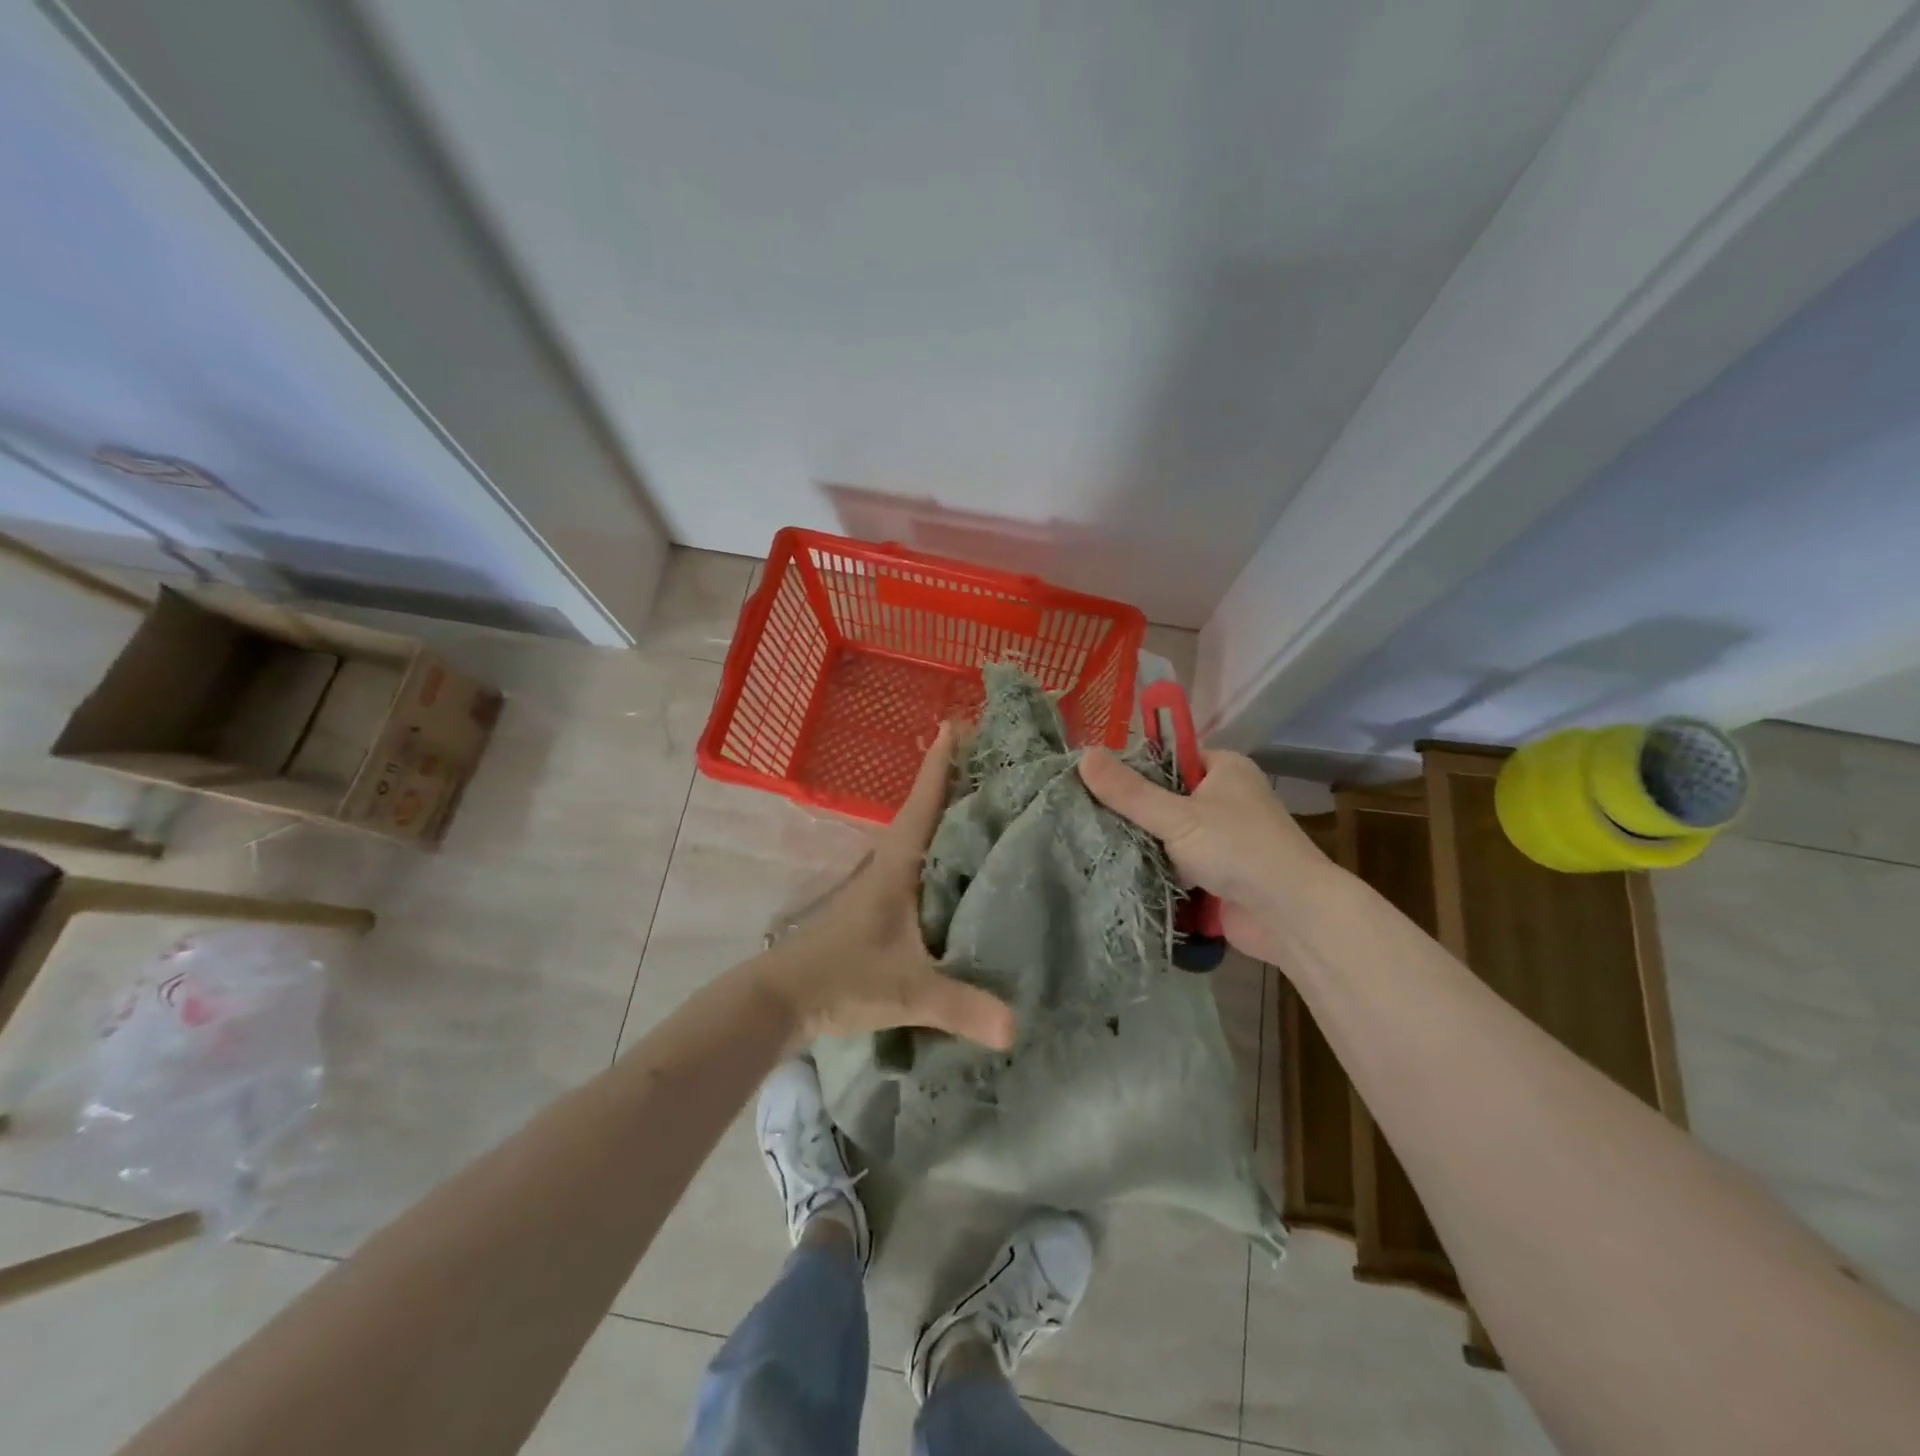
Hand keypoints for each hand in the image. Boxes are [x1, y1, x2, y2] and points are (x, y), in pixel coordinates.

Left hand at [758, 724, 1016, 1050]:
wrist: (782, 1000)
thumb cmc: (841, 978)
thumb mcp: (906, 991)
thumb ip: (959, 1006)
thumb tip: (1017, 1028)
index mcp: (898, 865)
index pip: (923, 803)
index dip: (941, 765)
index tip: (957, 724)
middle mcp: (891, 865)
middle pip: (928, 811)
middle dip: (956, 781)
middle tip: (994, 756)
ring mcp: (884, 885)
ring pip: (924, 838)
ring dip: (949, 815)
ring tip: (990, 802)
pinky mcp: (881, 908)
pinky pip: (921, 866)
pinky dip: (943, 853)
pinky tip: (965, 866)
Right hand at [1078, 746, 1334, 965]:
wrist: (1292, 917)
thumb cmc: (1239, 850)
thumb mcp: (1178, 816)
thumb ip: (1129, 791)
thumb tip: (1083, 755)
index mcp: (1224, 769)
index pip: (1168, 757)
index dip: (1132, 767)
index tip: (1092, 780)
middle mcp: (1226, 799)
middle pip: (1165, 798)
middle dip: (1131, 812)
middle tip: (1083, 815)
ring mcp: (1222, 840)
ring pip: (1168, 835)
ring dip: (1141, 845)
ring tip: (1090, 843)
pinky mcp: (1217, 876)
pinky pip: (1176, 866)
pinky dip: (1154, 871)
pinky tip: (1116, 872)